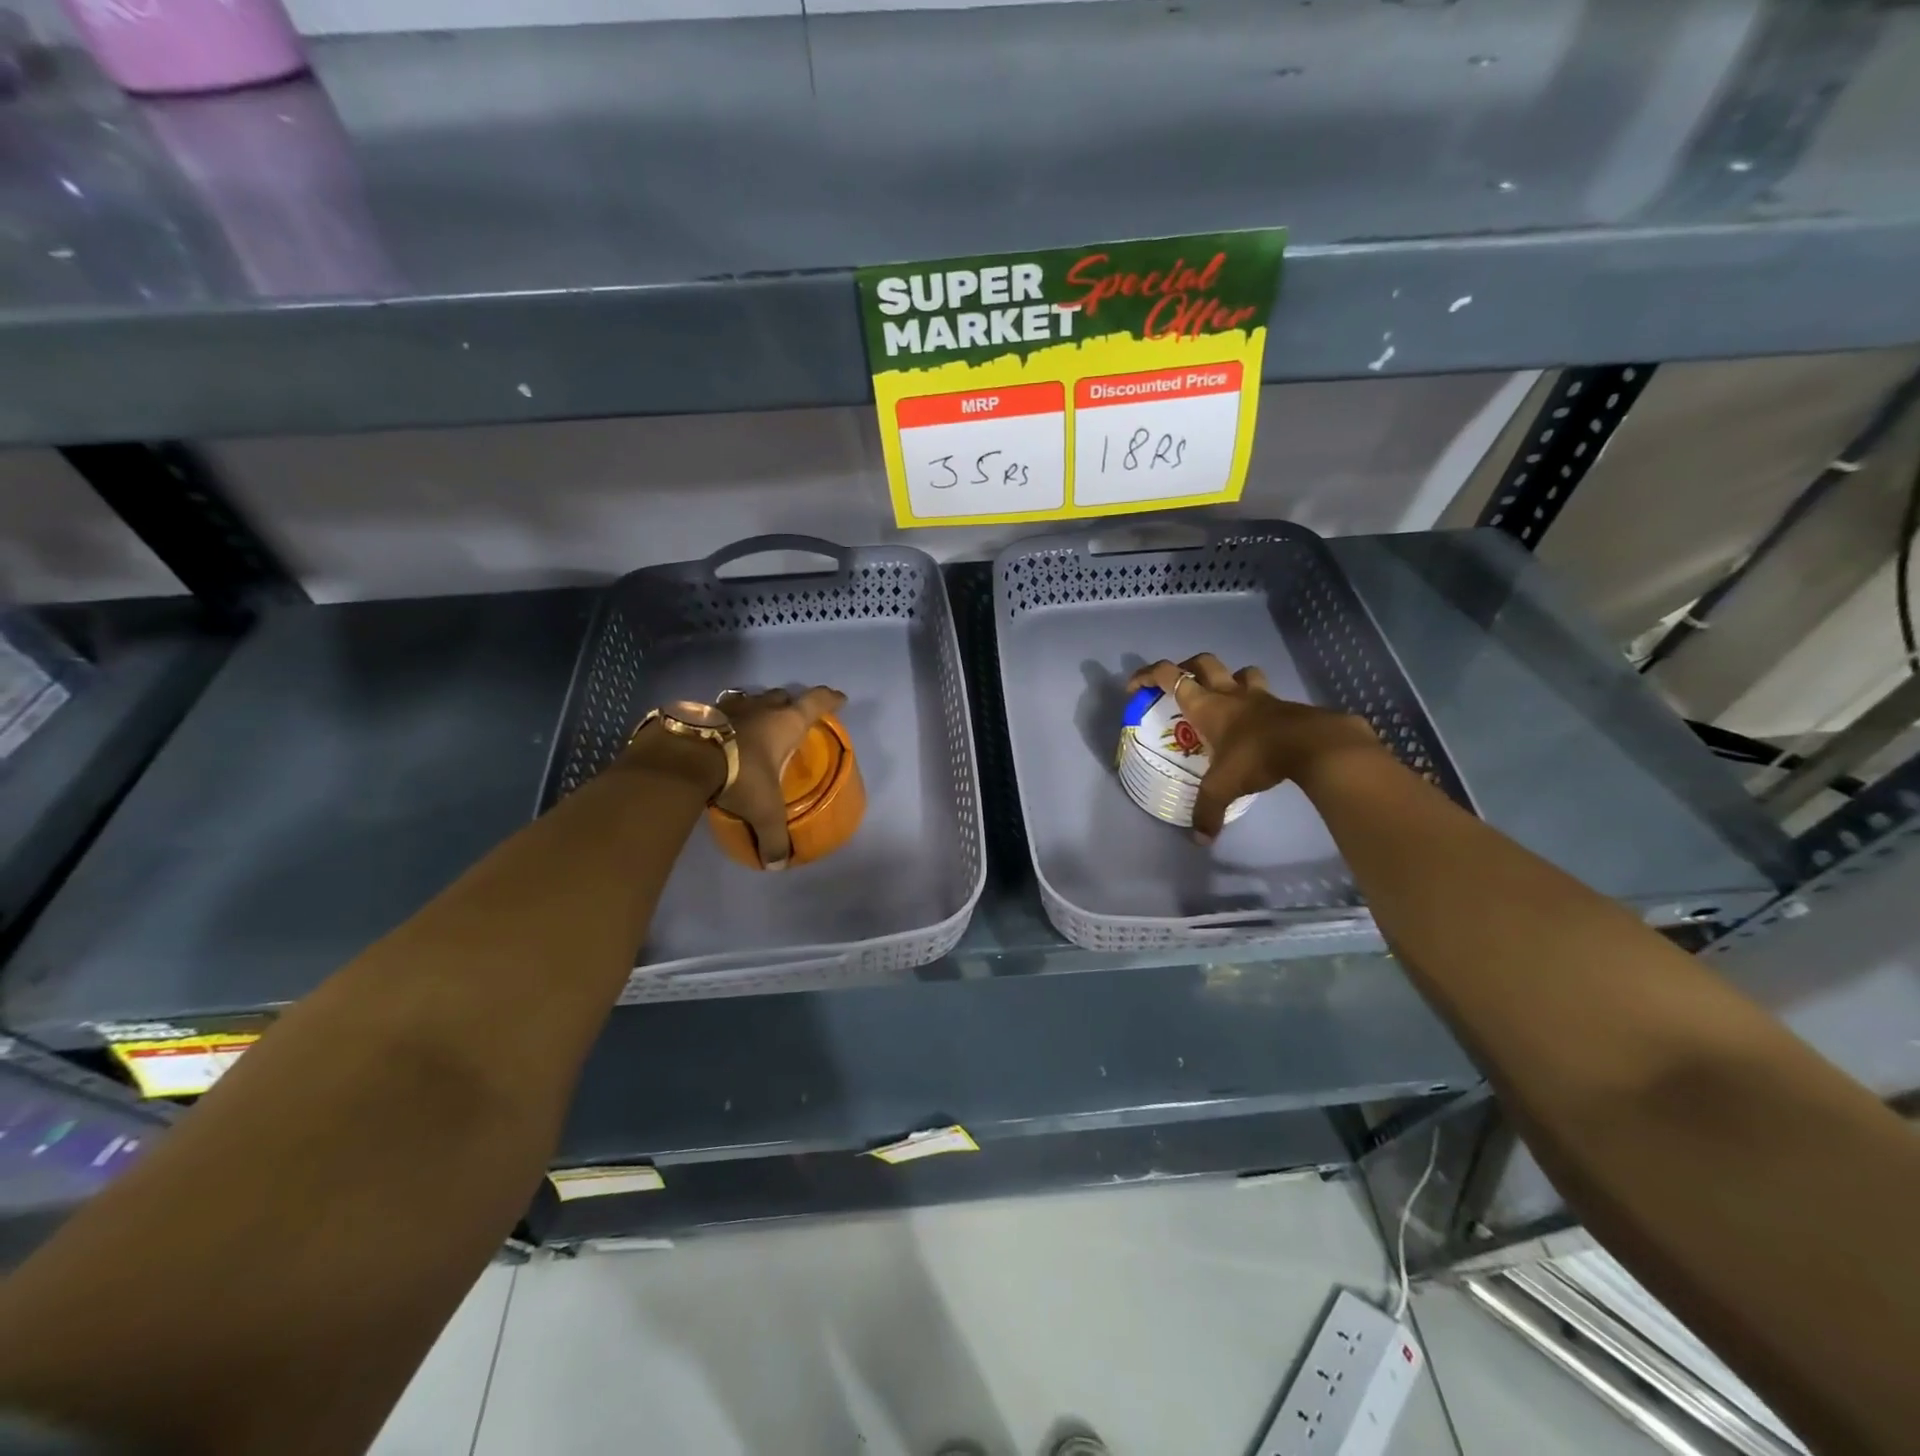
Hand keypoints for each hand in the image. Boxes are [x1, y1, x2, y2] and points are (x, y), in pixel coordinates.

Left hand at [714, 686, 846, 869]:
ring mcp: (730, 705)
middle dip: (791, 703)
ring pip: (751, 698)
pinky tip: (721, 732)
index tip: (840, 699)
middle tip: (792, 717)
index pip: (817, 702)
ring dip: (758, 707)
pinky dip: (727, 718)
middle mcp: (762, 707)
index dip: (830, 699)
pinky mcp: (702, 711)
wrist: (684, 757)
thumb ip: (772, 837)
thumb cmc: (741, 775)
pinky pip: (721, 710)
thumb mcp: (763, 810)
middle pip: (783, 696)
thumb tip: (777, 865)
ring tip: (757, 722)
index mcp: (786, 723)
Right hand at [1127, 655, 1380, 841]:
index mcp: (1206, 705)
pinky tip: (1258, 724)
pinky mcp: (1286, 706)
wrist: (1313, 745)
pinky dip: (1258, 703)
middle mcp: (1229, 694)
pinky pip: (1266, 695)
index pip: (1170, 676)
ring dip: (1229, 678)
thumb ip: (1208, 811)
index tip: (1135, 687)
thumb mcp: (1223, 787)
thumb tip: (1200, 840)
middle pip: (1204, 662)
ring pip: (1240, 672)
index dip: (1147, 675)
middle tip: (1181, 684)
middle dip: (1187, 666)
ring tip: (1225, 698)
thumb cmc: (1256, 756)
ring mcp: (1260, 697)